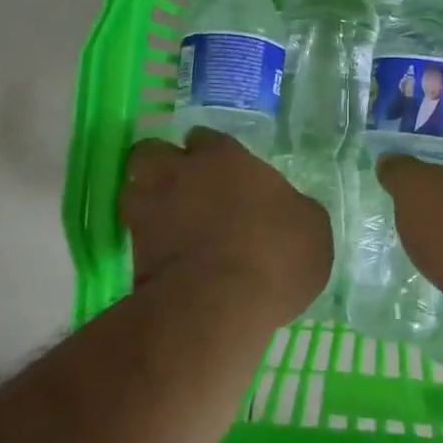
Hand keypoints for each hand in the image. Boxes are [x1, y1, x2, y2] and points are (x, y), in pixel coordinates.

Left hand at [119, 129, 330, 328]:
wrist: (219, 305)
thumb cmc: (275, 255)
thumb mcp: (311, 228)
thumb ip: (291, 208)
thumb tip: (286, 210)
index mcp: (225, 158)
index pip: (206, 138)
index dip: (212, 153)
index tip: (223, 171)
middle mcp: (180, 173)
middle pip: (153, 152)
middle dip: (163, 164)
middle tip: (184, 187)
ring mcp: (149, 211)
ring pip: (133, 190)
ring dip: (147, 200)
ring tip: (169, 222)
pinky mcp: (131, 252)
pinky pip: (134, 235)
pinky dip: (145, 242)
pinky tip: (167, 258)